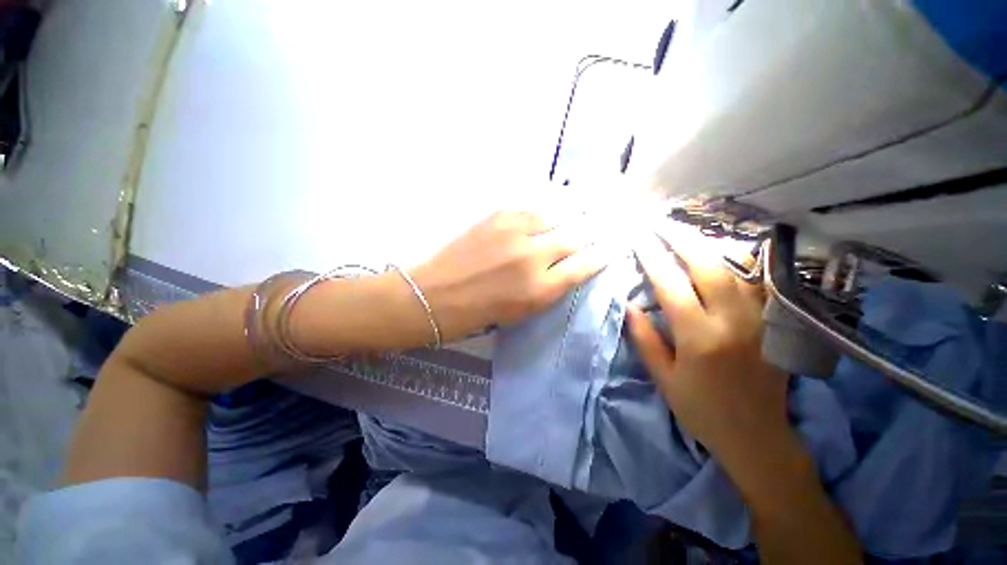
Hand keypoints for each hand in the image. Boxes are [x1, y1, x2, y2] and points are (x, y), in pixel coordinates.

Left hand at [411, 211, 605, 340]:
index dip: (601, 256)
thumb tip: (570, 267)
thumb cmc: (479, 312)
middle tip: (602, 223)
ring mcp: (514, 232)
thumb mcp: (522, 311)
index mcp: (540, 289)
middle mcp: (533, 257)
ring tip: (583, 206)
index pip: (584, 266)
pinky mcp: (496, 217)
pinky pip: (530, 208)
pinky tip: (550, 207)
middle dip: (591, 232)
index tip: (610, 248)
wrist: (435, 295)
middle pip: (575, 237)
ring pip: (555, 215)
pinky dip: (544, 209)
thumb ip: (549, 288)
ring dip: (571, 214)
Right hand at [626, 230, 791, 465]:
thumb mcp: (663, 377)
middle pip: (707, 266)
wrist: (755, 434)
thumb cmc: (700, 408)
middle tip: (660, 223)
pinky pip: (755, 282)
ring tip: (684, 231)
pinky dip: (737, 261)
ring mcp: (759, 319)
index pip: (671, 285)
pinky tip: (721, 252)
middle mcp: (732, 321)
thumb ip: (644, 338)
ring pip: (734, 268)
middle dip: (681, 239)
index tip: (638, 239)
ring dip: (707, 245)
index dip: (652, 258)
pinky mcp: (772, 322)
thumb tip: (629, 304)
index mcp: (699, 338)